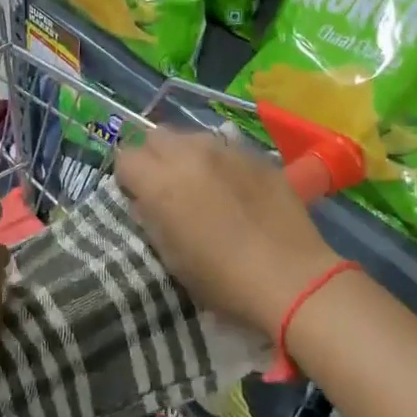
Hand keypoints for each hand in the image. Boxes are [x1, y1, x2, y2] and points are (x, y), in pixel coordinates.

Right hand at [115, 128, 340, 336]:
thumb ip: (151, 220)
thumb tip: (144, 201)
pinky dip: (218, 161)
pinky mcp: (255, 154)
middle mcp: (189, 154)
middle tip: (165, 187)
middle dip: (153, 157)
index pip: (125, 156)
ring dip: (186, 155)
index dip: (128, 177)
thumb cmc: (223, 280)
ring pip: (190, 136)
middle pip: (155, 136)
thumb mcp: (172, 258)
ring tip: (200, 184)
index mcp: (161, 181)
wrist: (291, 278)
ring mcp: (225, 149)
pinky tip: (234, 188)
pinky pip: (224, 146)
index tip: (138, 197)